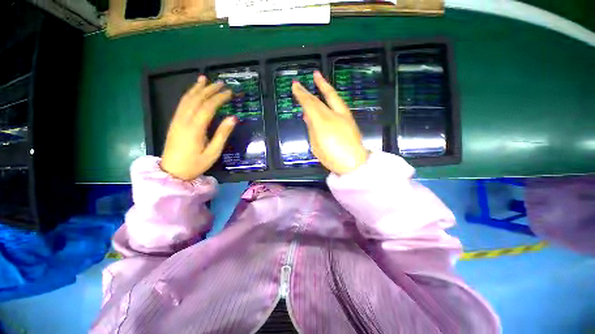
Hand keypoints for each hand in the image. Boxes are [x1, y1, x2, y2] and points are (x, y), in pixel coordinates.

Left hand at [160, 75, 236, 180]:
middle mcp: (184, 120)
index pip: (208, 107)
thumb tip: (233, 118)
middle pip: (197, 99)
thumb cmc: (195, 164)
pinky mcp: (174, 122)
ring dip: (197, 88)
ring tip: (205, 79)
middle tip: (222, 83)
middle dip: (210, 89)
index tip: (230, 92)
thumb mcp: (213, 152)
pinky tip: (194, 91)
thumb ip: (222, 134)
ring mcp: (177, 120)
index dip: (219, 98)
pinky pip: (181, 104)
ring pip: (187, 99)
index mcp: (195, 128)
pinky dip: (189, 94)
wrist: (172, 172)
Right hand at [292, 71, 368, 174]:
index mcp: (322, 123)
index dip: (301, 94)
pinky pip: (338, 104)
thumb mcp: (316, 145)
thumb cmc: (332, 157)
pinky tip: (326, 97)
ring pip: (332, 97)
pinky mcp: (350, 119)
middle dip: (308, 91)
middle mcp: (333, 115)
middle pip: (318, 100)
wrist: (354, 163)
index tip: (294, 86)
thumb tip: (308, 117)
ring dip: (324, 87)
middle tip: (300, 83)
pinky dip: (331, 99)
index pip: (309, 104)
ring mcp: (343, 115)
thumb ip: (312, 129)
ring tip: (318, 79)